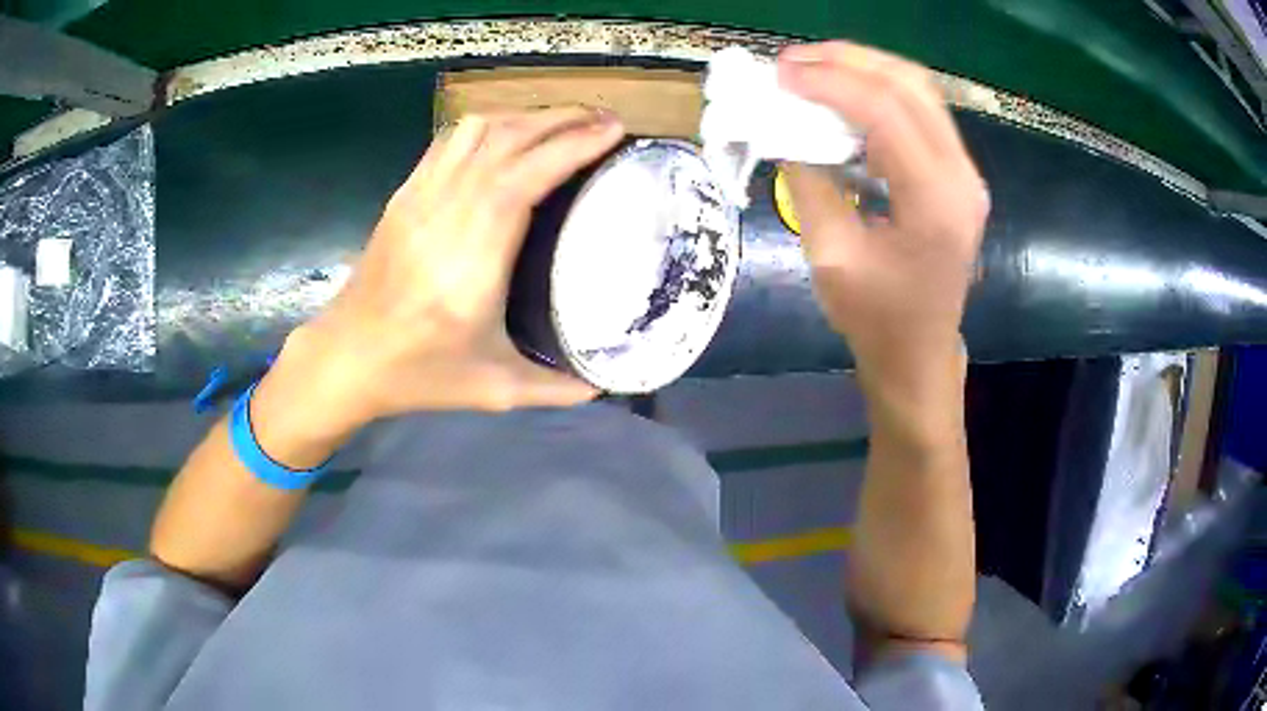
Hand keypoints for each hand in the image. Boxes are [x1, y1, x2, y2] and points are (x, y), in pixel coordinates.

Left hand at [284, 107, 625, 430]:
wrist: (346, 357)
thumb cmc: (418, 373)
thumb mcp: (492, 390)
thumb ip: (553, 388)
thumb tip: (604, 383)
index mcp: (472, 259)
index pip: (524, 177)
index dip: (571, 146)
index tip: (613, 132)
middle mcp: (446, 213)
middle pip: (507, 140)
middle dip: (562, 120)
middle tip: (605, 121)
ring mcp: (420, 197)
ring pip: (477, 130)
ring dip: (526, 118)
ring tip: (562, 125)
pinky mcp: (405, 194)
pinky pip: (449, 141)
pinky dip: (488, 126)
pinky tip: (508, 135)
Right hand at [777, 42, 987, 399]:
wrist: (918, 352)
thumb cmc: (875, 317)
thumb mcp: (830, 253)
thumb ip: (808, 180)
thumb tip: (784, 126)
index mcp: (935, 202)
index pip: (886, 111)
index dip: (830, 82)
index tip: (780, 74)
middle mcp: (962, 177)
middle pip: (910, 85)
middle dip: (847, 61)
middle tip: (792, 62)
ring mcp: (965, 172)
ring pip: (919, 90)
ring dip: (864, 69)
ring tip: (812, 70)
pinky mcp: (956, 173)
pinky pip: (920, 112)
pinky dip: (878, 92)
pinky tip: (844, 96)